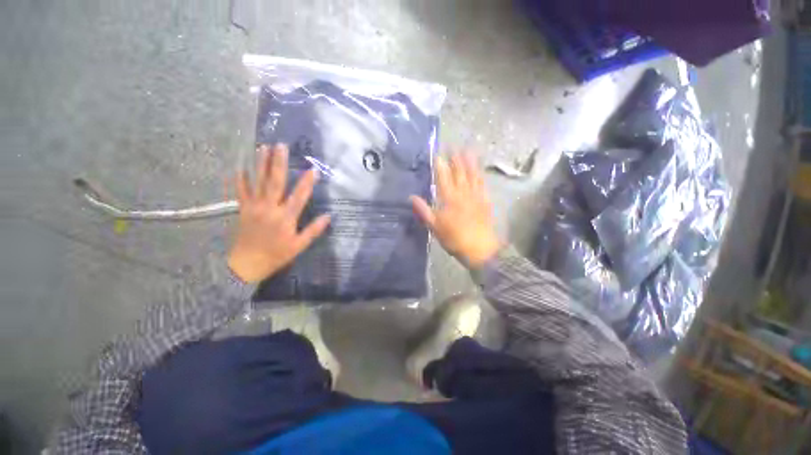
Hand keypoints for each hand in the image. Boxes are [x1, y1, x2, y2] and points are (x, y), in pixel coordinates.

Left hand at [227, 144, 330, 282]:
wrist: (246, 265)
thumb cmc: (276, 255)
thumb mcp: (299, 246)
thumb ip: (313, 230)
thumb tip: (328, 216)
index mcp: (285, 217)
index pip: (299, 196)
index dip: (307, 182)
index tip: (314, 169)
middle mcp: (269, 208)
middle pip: (275, 182)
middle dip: (279, 163)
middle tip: (281, 146)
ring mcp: (254, 207)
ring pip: (258, 182)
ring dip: (261, 164)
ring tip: (263, 147)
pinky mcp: (243, 209)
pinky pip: (241, 191)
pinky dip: (240, 179)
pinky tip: (241, 167)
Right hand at [411, 152, 501, 267]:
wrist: (479, 248)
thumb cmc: (454, 238)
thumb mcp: (434, 227)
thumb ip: (423, 210)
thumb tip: (411, 197)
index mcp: (449, 198)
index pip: (443, 177)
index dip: (440, 164)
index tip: (437, 154)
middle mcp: (463, 193)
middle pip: (458, 172)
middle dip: (455, 158)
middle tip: (453, 146)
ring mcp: (476, 196)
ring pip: (472, 175)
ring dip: (469, 162)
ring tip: (467, 150)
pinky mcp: (485, 201)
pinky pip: (483, 184)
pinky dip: (481, 175)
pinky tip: (480, 169)